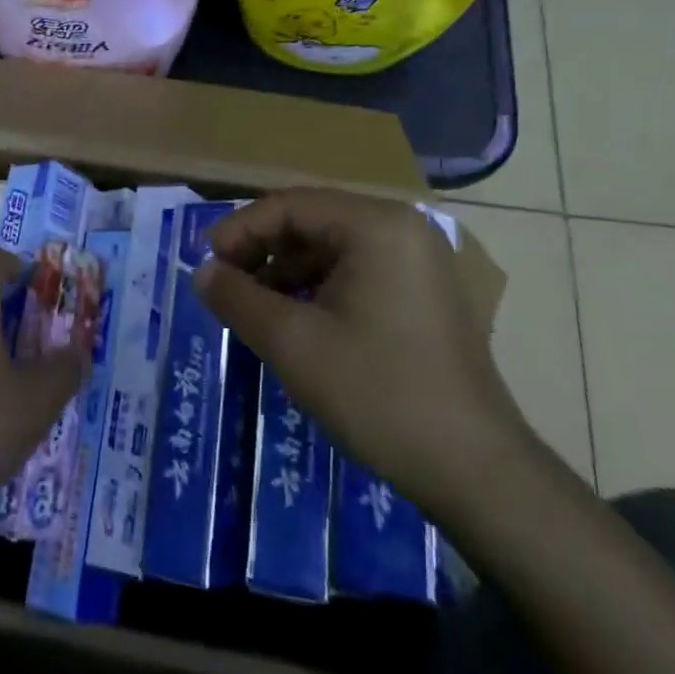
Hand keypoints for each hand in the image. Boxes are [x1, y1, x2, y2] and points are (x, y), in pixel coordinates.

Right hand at [194, 189, 534, 517]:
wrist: (472, 468)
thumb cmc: (377, 392)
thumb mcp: (291, 342)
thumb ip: (237, 297)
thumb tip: (201, 272)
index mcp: (376, 226)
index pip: (289, 205)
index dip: (238, 231)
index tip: (205, 266)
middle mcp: (403, 229)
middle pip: (312, 221)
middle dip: (261, 251)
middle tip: (225, 287)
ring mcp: (419, 262)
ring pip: (332, 249)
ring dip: (285, 272)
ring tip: (253, 309)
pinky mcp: (423, 295)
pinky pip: (356, 273)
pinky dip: (317, 289)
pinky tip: (294, 323)